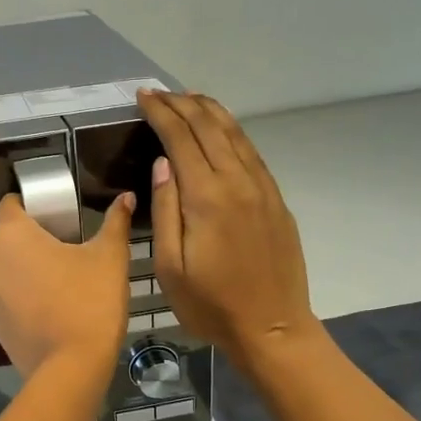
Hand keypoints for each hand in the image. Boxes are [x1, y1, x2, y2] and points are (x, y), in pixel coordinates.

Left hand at [0, 191, 135, 376]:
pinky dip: (26, 299)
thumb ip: (116, 222)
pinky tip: (53, 309)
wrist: (72, 367)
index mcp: (10, 235)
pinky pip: (9, 300)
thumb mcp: (110, 256)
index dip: (34, 204)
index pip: (12, 203)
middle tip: (68, 247)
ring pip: (7, 270)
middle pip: (9, 238)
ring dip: (27, 270)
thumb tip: (127, 197)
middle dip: (33, 239)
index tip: (60, 214)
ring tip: (62, 280)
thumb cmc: (90, 300)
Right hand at [138, 89, 314, 365]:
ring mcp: (263, 189)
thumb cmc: (211, 306)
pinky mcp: (276, 201)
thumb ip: (165, 210)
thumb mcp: (170, 267)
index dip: (161, 113)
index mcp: (207, 198)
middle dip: (183, 104)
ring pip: (236, 135)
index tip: (144, 97)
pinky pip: (252, 153)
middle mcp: (238, 182)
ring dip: (211, 111)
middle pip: (210, 127)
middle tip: (160, 93)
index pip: (181, 138)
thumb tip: (163, 164)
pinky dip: (233, 133)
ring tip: (190, 98)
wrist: (272, 327)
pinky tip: (223, 131)